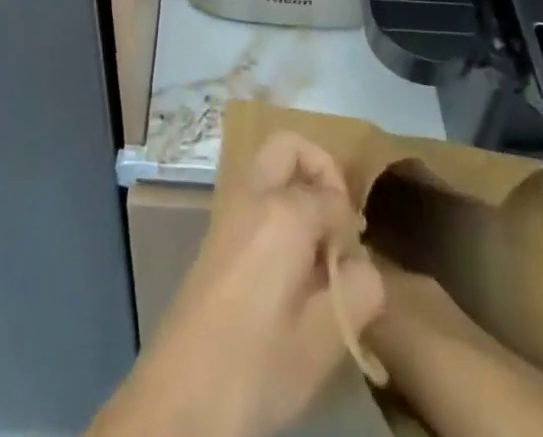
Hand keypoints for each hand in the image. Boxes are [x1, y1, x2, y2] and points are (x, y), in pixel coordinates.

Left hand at [92, 132, 385, 436]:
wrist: (180, 396)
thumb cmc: (256, 366)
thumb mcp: (323, 341)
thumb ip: (360, 291)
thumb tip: (362, 266)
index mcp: (282, 211)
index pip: (334, 195)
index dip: (352, 225)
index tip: (355, 264)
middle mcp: (251, 195)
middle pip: (288, 147)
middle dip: (320, 169)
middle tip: (338, 221)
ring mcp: (226, 211)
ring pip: (268, 170)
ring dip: (297, 189)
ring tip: (317, 252)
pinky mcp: (214, 234)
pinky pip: (254, 198)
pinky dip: (277, 209)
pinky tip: (289, 269)